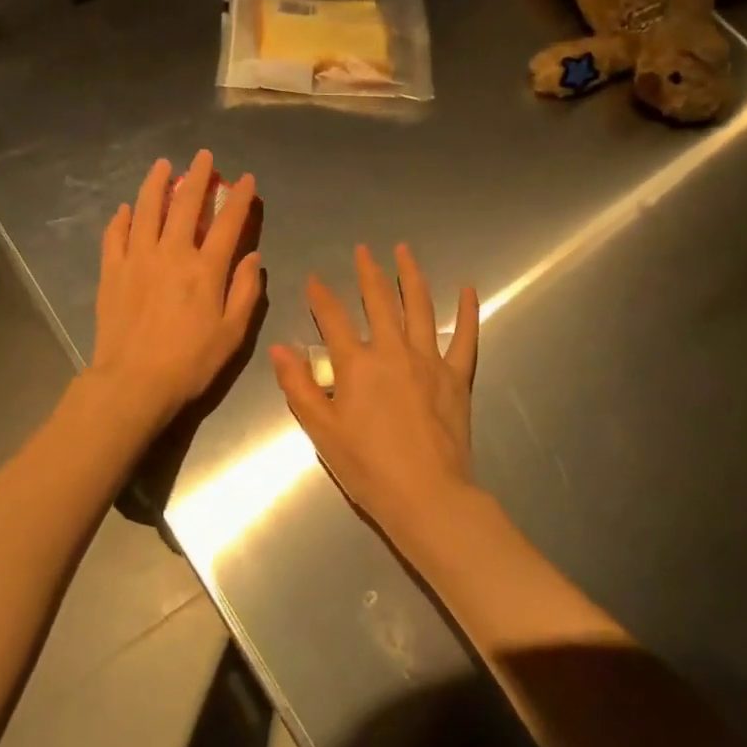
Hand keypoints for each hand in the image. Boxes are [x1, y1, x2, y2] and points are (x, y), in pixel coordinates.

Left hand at [91, 151, 261, 427]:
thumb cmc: (190, 362)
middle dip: (197, 177)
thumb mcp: (233, 333)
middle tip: (204, 157)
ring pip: (147, 210)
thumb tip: (251, 257)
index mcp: (205, 269)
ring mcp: (137, 259)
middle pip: (185, 205)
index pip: (227, 223)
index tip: (246, 180)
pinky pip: (115, 236)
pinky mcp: (112, 272)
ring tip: (163, 166)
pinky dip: (122, 219)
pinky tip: (127, 209)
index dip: (240, 198)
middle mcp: (171, 254)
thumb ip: (245, 291)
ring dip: (156, 184)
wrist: (133, 382)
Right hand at [270, 243, 479, 536]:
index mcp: (356, 365)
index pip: (333, 319)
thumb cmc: (367, 467)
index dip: (321, 296)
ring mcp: (429, 360)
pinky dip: (468, 311)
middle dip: (368, 273)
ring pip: (420, 307)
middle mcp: (392, 351)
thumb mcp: (321, 430)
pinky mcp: (457, 376)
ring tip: (404, 251)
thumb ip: (298, 386)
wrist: (425, 495)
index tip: (315, 279)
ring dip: (411, 276)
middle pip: (379, 302)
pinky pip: (466, 337)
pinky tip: (468, 289)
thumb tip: (278, 348)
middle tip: (363, 250)